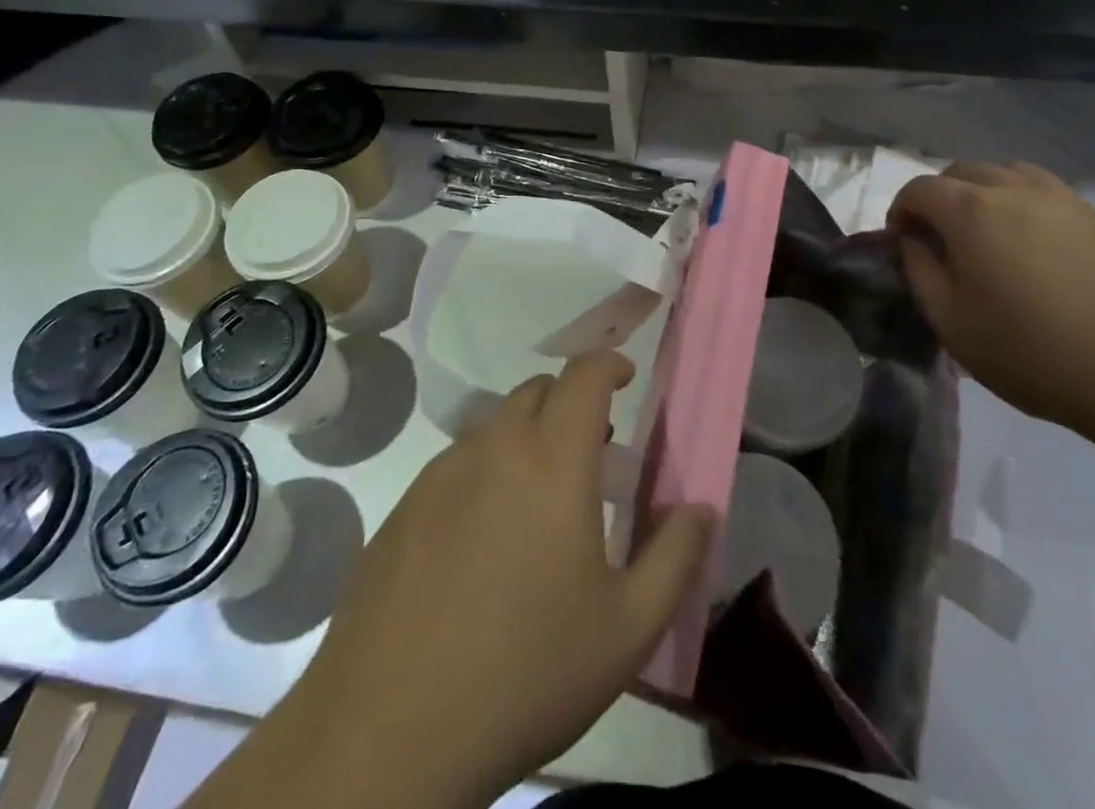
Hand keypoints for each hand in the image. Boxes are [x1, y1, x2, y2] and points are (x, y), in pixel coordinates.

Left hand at [285, 351, 712, 808]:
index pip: (583, 376)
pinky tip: (483, 539)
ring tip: (539, 498)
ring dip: (526, 436)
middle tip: (590, 450)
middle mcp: (495, 447)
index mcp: (553, 461)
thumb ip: (675, 556)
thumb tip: (703, 507)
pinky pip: (456, 463)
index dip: (607, 364)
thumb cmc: (527, 672)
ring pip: (494, 425)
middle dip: (569, 402)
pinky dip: (485, 470)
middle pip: (536, 391)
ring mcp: (441, 473)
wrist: (391, 730)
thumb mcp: (627, 629)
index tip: (625, 375)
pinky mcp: (404, 506)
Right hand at [888, 162, 1094, 439]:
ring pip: (1006, 173)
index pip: (919, 188)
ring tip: (987, 235)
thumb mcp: (952, 323)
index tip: (901, 241)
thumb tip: (915, 242)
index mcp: (971, 211)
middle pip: (961, 171)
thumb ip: (921, 272)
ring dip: (982, 193)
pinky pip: (1045, 192)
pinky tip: (1034, 248)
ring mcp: (1063, 199)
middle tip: (939, 237)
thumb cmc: (1034, 353)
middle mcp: (1014, 190)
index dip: (901, 210)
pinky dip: (1023, 204)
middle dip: (939, 196)